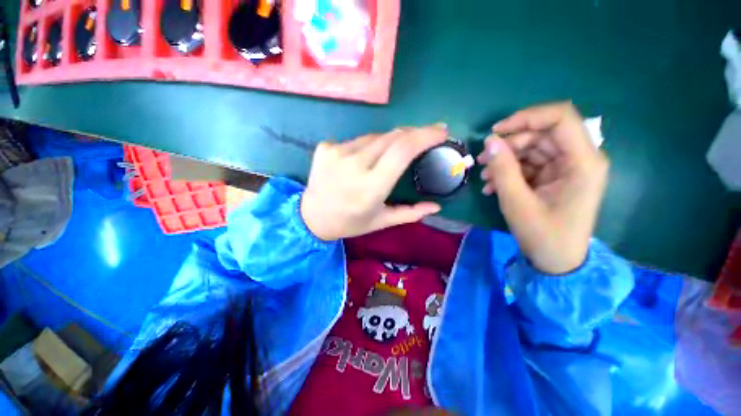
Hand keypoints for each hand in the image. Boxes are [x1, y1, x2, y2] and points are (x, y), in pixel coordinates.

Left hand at [301, 125, 446, 240]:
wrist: (312, 218)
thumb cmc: (350, 222)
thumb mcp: (381, 222)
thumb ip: (410, 213)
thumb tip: (436, 206)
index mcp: (371, 187)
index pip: (402, 151)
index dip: (424, 136)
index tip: (441, 132)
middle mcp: (354, 165)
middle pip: (391, 137)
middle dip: (412, 134)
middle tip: (423, 138)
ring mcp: (336, 152)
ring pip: (374, 137)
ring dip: (389, 141)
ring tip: (392, 153)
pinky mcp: (325, 147)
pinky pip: (356, 140)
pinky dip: (367, 146)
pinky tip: (363, 159)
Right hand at [478, 102, 608, 273]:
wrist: (556, 262)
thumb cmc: (543, 235)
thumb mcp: (517, 202)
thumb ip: (503, 169)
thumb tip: (490, 141)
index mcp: (583, 162)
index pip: (560, 118)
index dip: (526, 118)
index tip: (496, 131)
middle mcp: (579, 159)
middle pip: (541, 134)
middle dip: (508, 145)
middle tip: (482, 161)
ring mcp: (566, 168)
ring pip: (532, 149)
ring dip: (504, 160)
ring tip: (485, 179)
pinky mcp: (554, 177)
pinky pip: (529, 164)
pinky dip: (508, 171)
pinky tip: (492, 186)